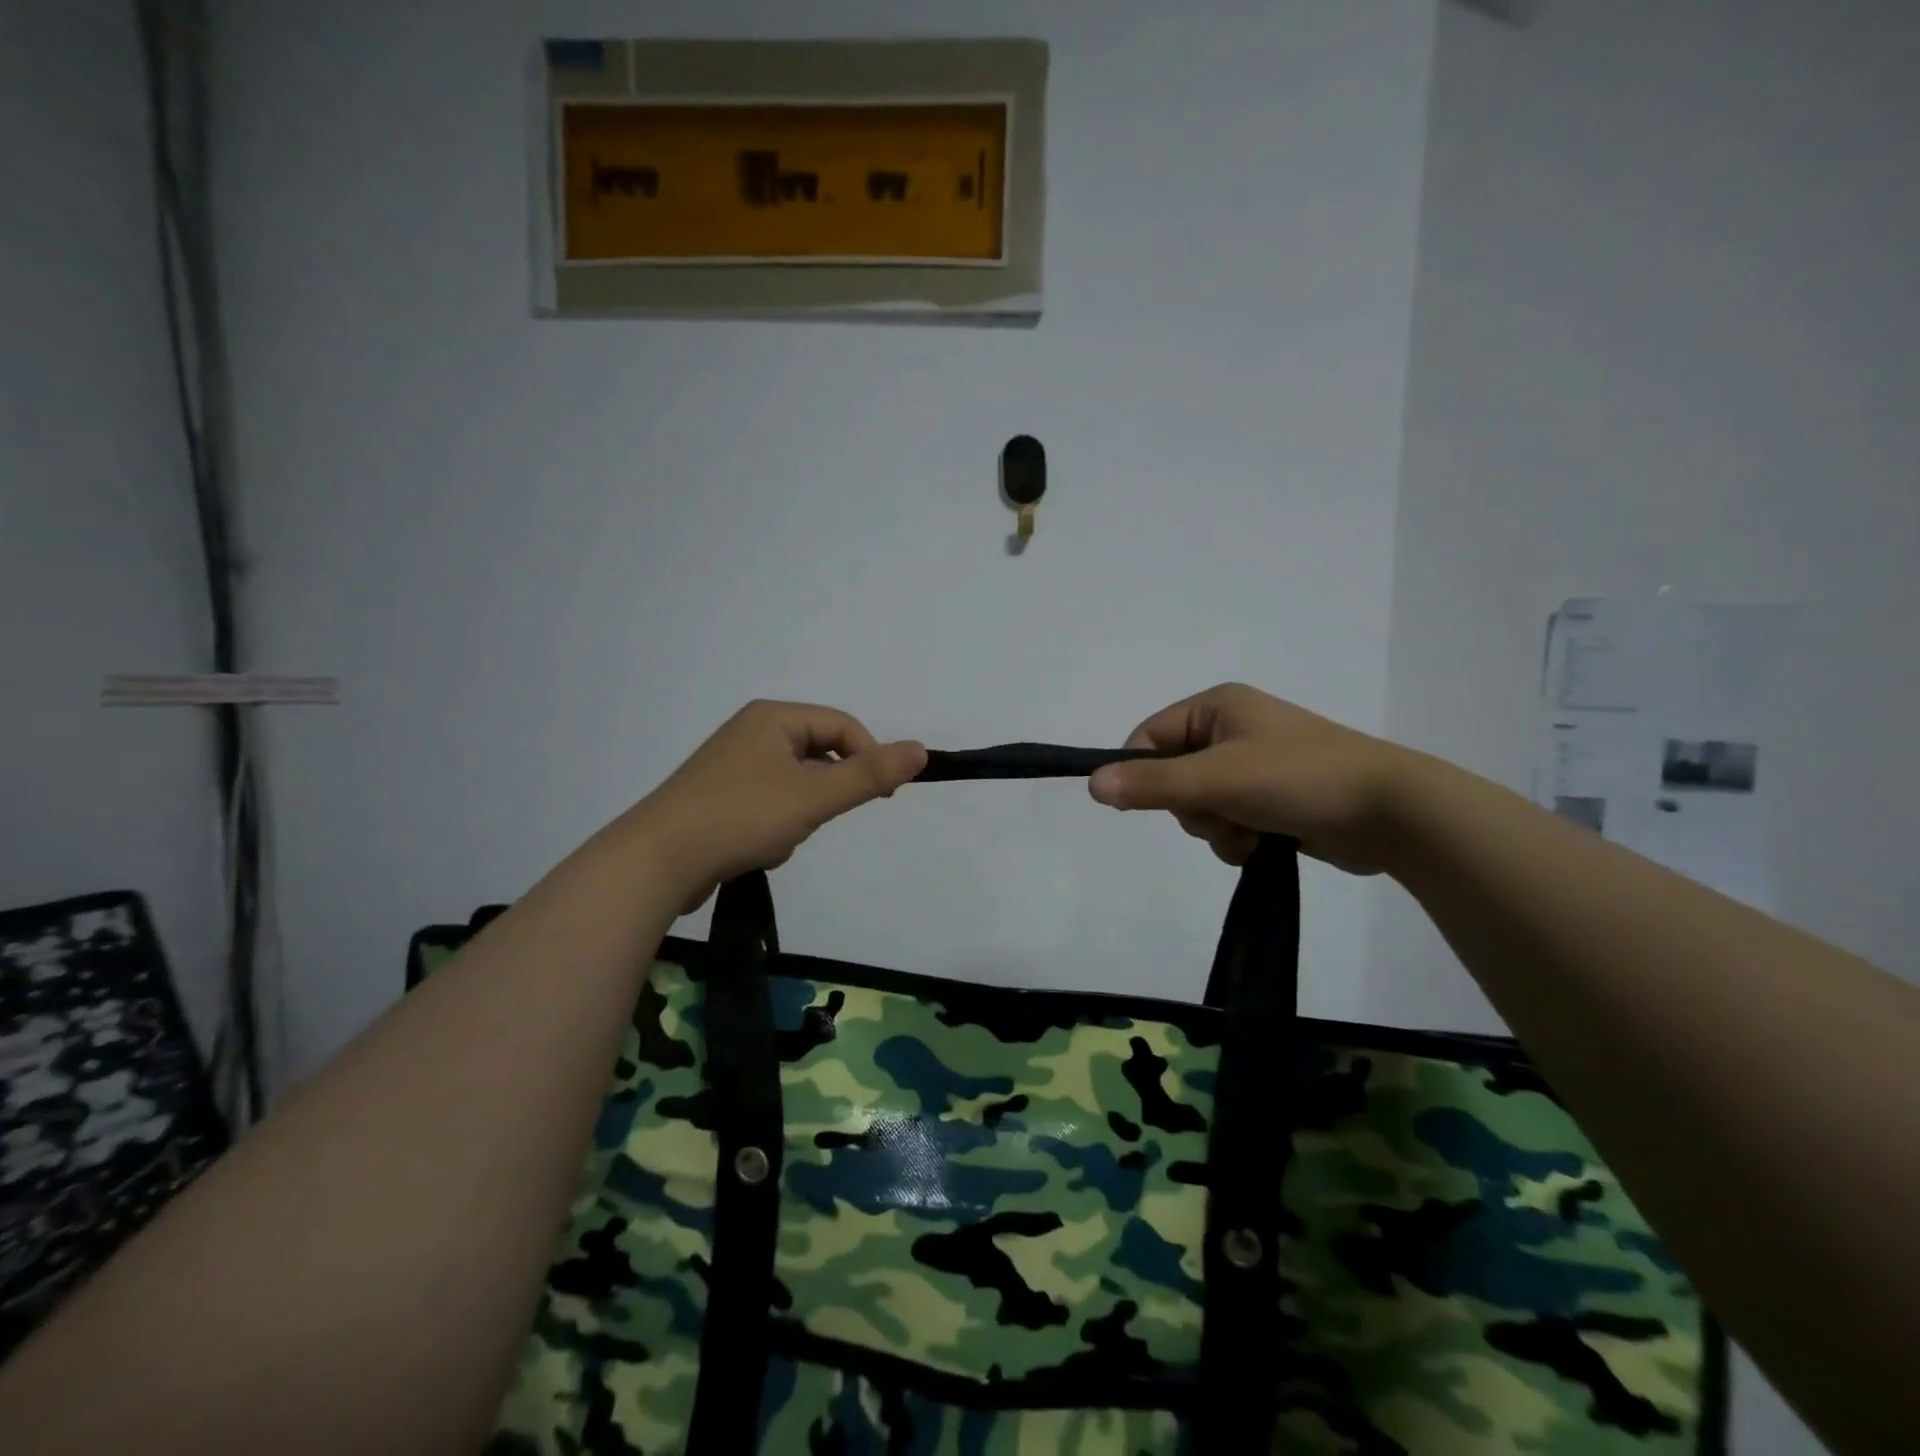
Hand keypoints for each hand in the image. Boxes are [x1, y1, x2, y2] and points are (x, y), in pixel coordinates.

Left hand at [633, 700, 925, 910]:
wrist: (657, 861)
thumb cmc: (741, 816)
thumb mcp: (814, 795)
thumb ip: (869, 774)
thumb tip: (921, 750)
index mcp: (772, 718)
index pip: (842, 726)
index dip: (869, 758)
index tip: (883, 796)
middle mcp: (751, 733)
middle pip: (819, 755)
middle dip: (825, 793)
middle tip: (815, 819)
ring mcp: (732, 767)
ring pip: (797, 786)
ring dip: (800, 815)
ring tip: (776, 839)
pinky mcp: (720, 799)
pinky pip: (771, 806)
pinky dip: (775, 828)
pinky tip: (756, 850)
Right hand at [1088, 683, 1416, 874]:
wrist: (1391, 813)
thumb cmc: (1298, 778)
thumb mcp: (1216, 779)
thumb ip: (1151, 784)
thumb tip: (1092, 783)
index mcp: (1217, 707)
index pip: (1148, 737)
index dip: (1140, 773)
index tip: (1141, 805)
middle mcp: (1232, 730)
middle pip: (1171, 776)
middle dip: (1190, 807)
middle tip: (1221, 813)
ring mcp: (1254, 766)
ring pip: (1199, 805)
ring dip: (1214, 828)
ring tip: (1250, 833)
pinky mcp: (1272, 799)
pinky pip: (1228, 821)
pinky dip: (1236, 838)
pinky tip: (1262, 845)